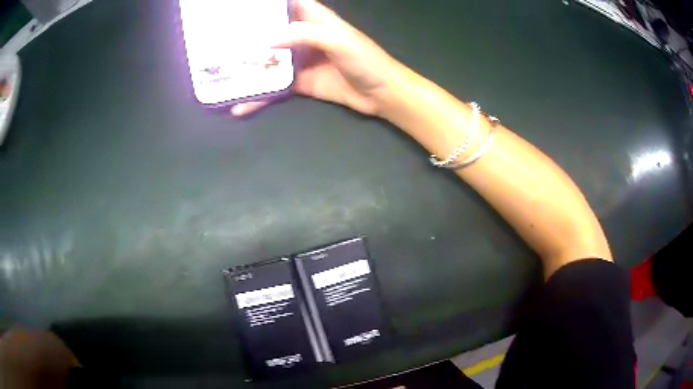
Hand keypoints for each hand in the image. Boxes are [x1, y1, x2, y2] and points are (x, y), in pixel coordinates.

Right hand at [231, 0, 404, 116]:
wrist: (382, 94)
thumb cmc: (365, 60)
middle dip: (249, 34)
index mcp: (316, 20)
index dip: (270, 4)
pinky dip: (260, 96)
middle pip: (273, 31)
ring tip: (222, 71)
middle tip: (222, 38)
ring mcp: (301, 61)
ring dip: (248, 66)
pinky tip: (241, 105)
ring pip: (269, 60)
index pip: (291, 3)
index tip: (244, 6)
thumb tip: (267, 41)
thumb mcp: (338, 40)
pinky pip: (275, 88)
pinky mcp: (300, 83)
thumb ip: (304, 35)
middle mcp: (305, 37)